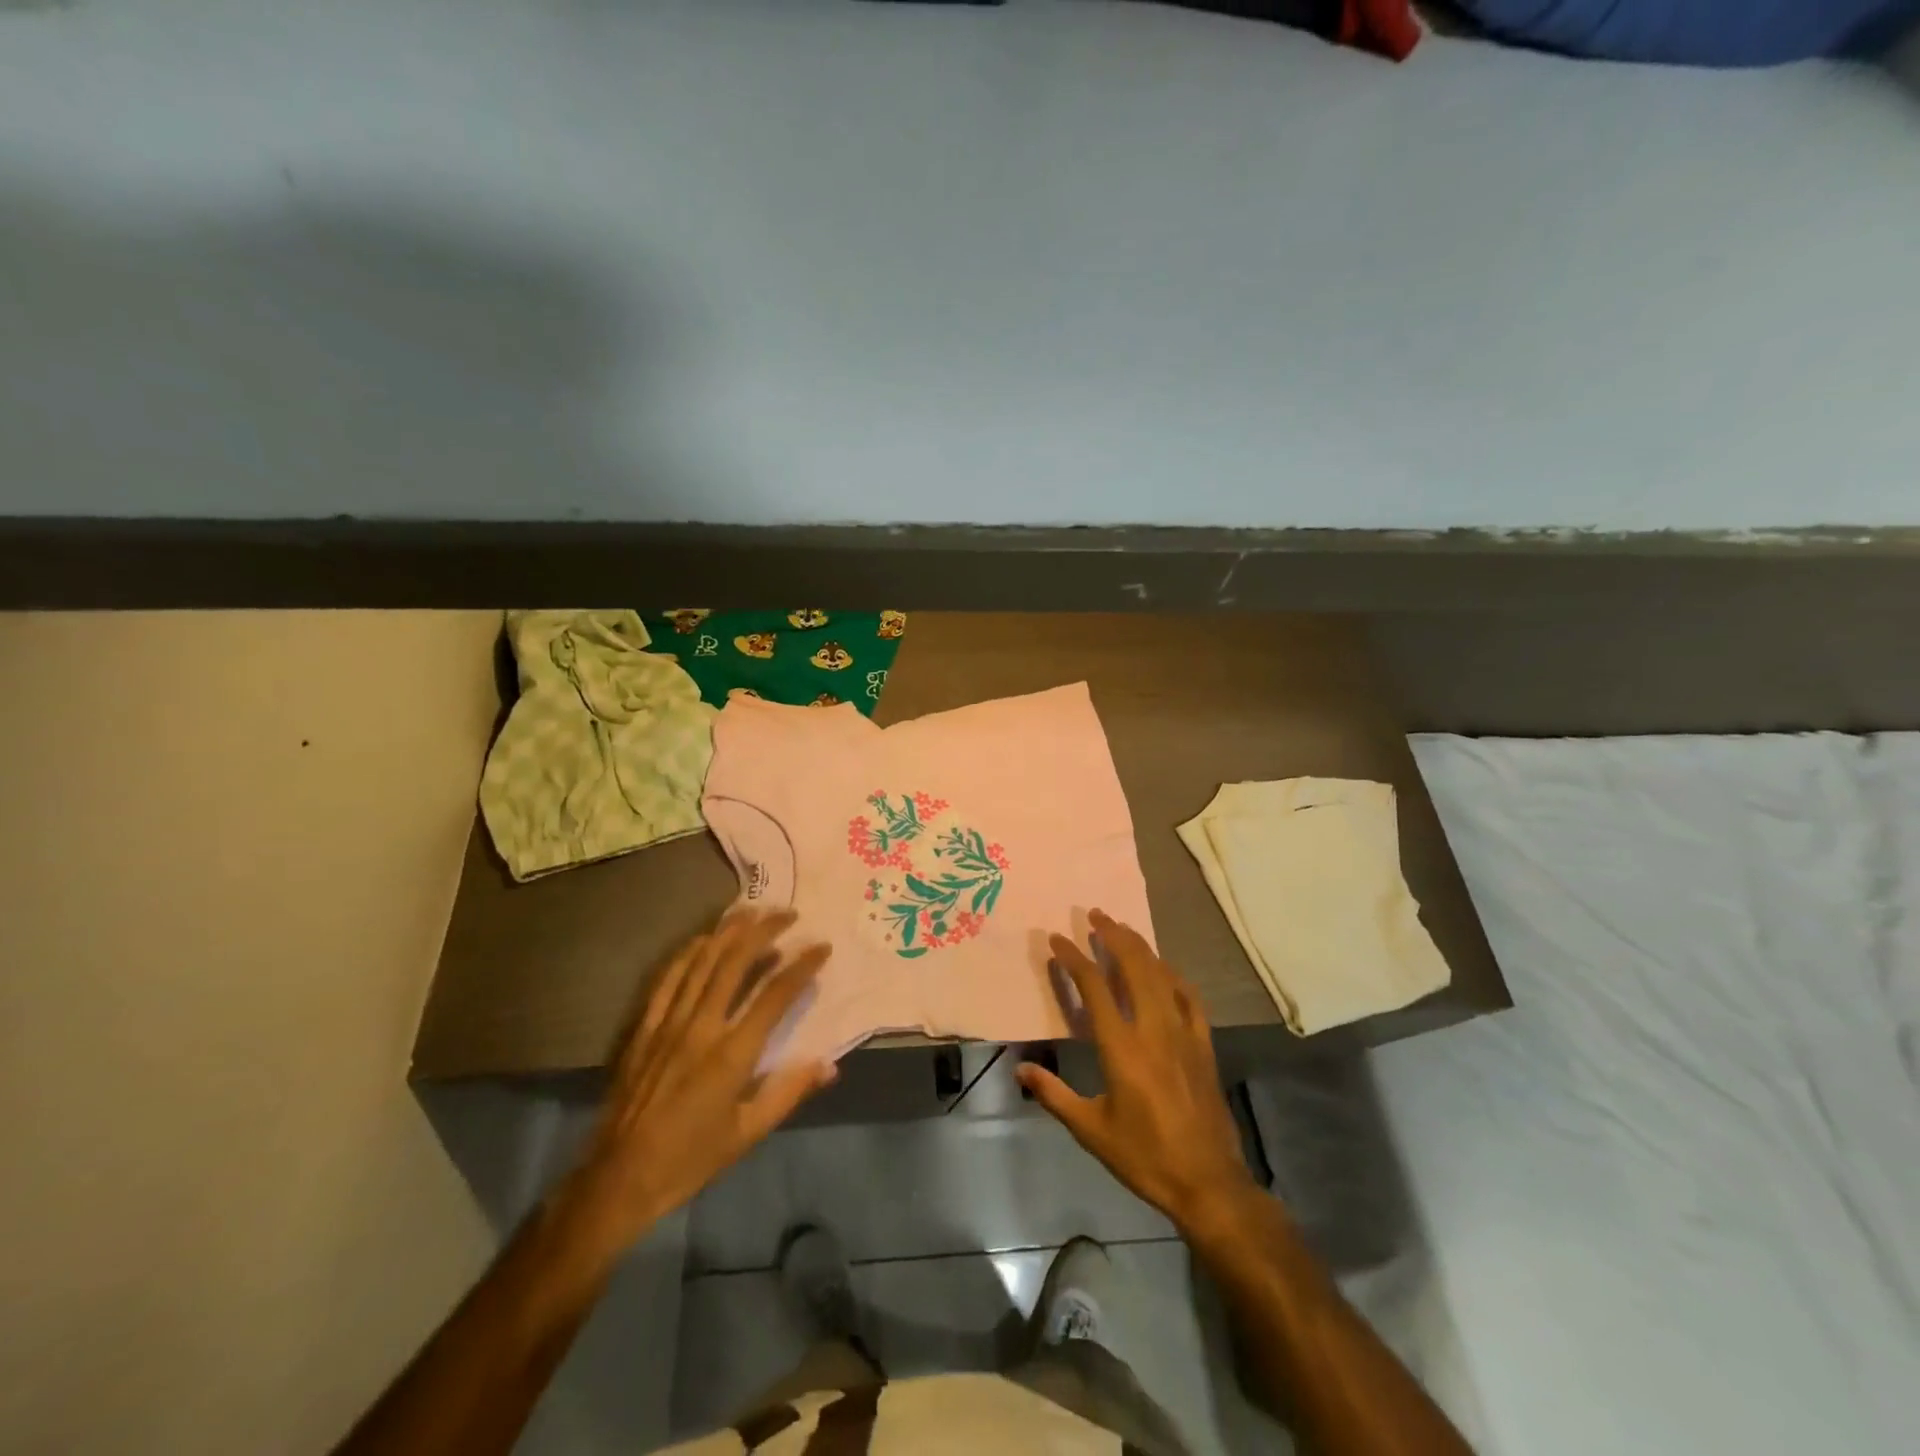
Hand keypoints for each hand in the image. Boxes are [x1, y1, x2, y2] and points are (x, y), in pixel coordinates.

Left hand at [567, 907, 836, 1250]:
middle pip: (736, 962)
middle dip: (765, 931)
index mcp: (732, 1054)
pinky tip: (702, 940)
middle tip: (788, 913)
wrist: (619, 1178)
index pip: (776, 995)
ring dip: (729, 931)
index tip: (821, 947)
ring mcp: (669, 1023)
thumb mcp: (748, 1133)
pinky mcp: (645, 1028)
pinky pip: (668, 979)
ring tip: (752, 911)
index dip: (802, 966)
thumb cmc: (690, 1159)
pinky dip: (688, 953)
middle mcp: (702, 1027)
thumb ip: (789, 1092)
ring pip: (702, 962)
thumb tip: (830, 1065)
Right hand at [1016, 910, 1257, 1232]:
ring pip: (1162, 975)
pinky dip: (1173, 976)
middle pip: (1134, 967)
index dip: (1075, 958)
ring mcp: (1183, 1033)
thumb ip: (1054, 1095)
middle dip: (1113, 935)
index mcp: (1122, 1047)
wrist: (1208, 1182)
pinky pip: (1189, 998)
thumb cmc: (1144, 1156)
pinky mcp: (1203, 1044)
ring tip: (1122, 929)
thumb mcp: (1091, 1130)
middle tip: (1095, 914)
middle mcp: (1153, 1029)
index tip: (1058, 939)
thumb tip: (1021, 1069)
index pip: (1094, 987)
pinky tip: (1165, 969)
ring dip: (1141, 947)